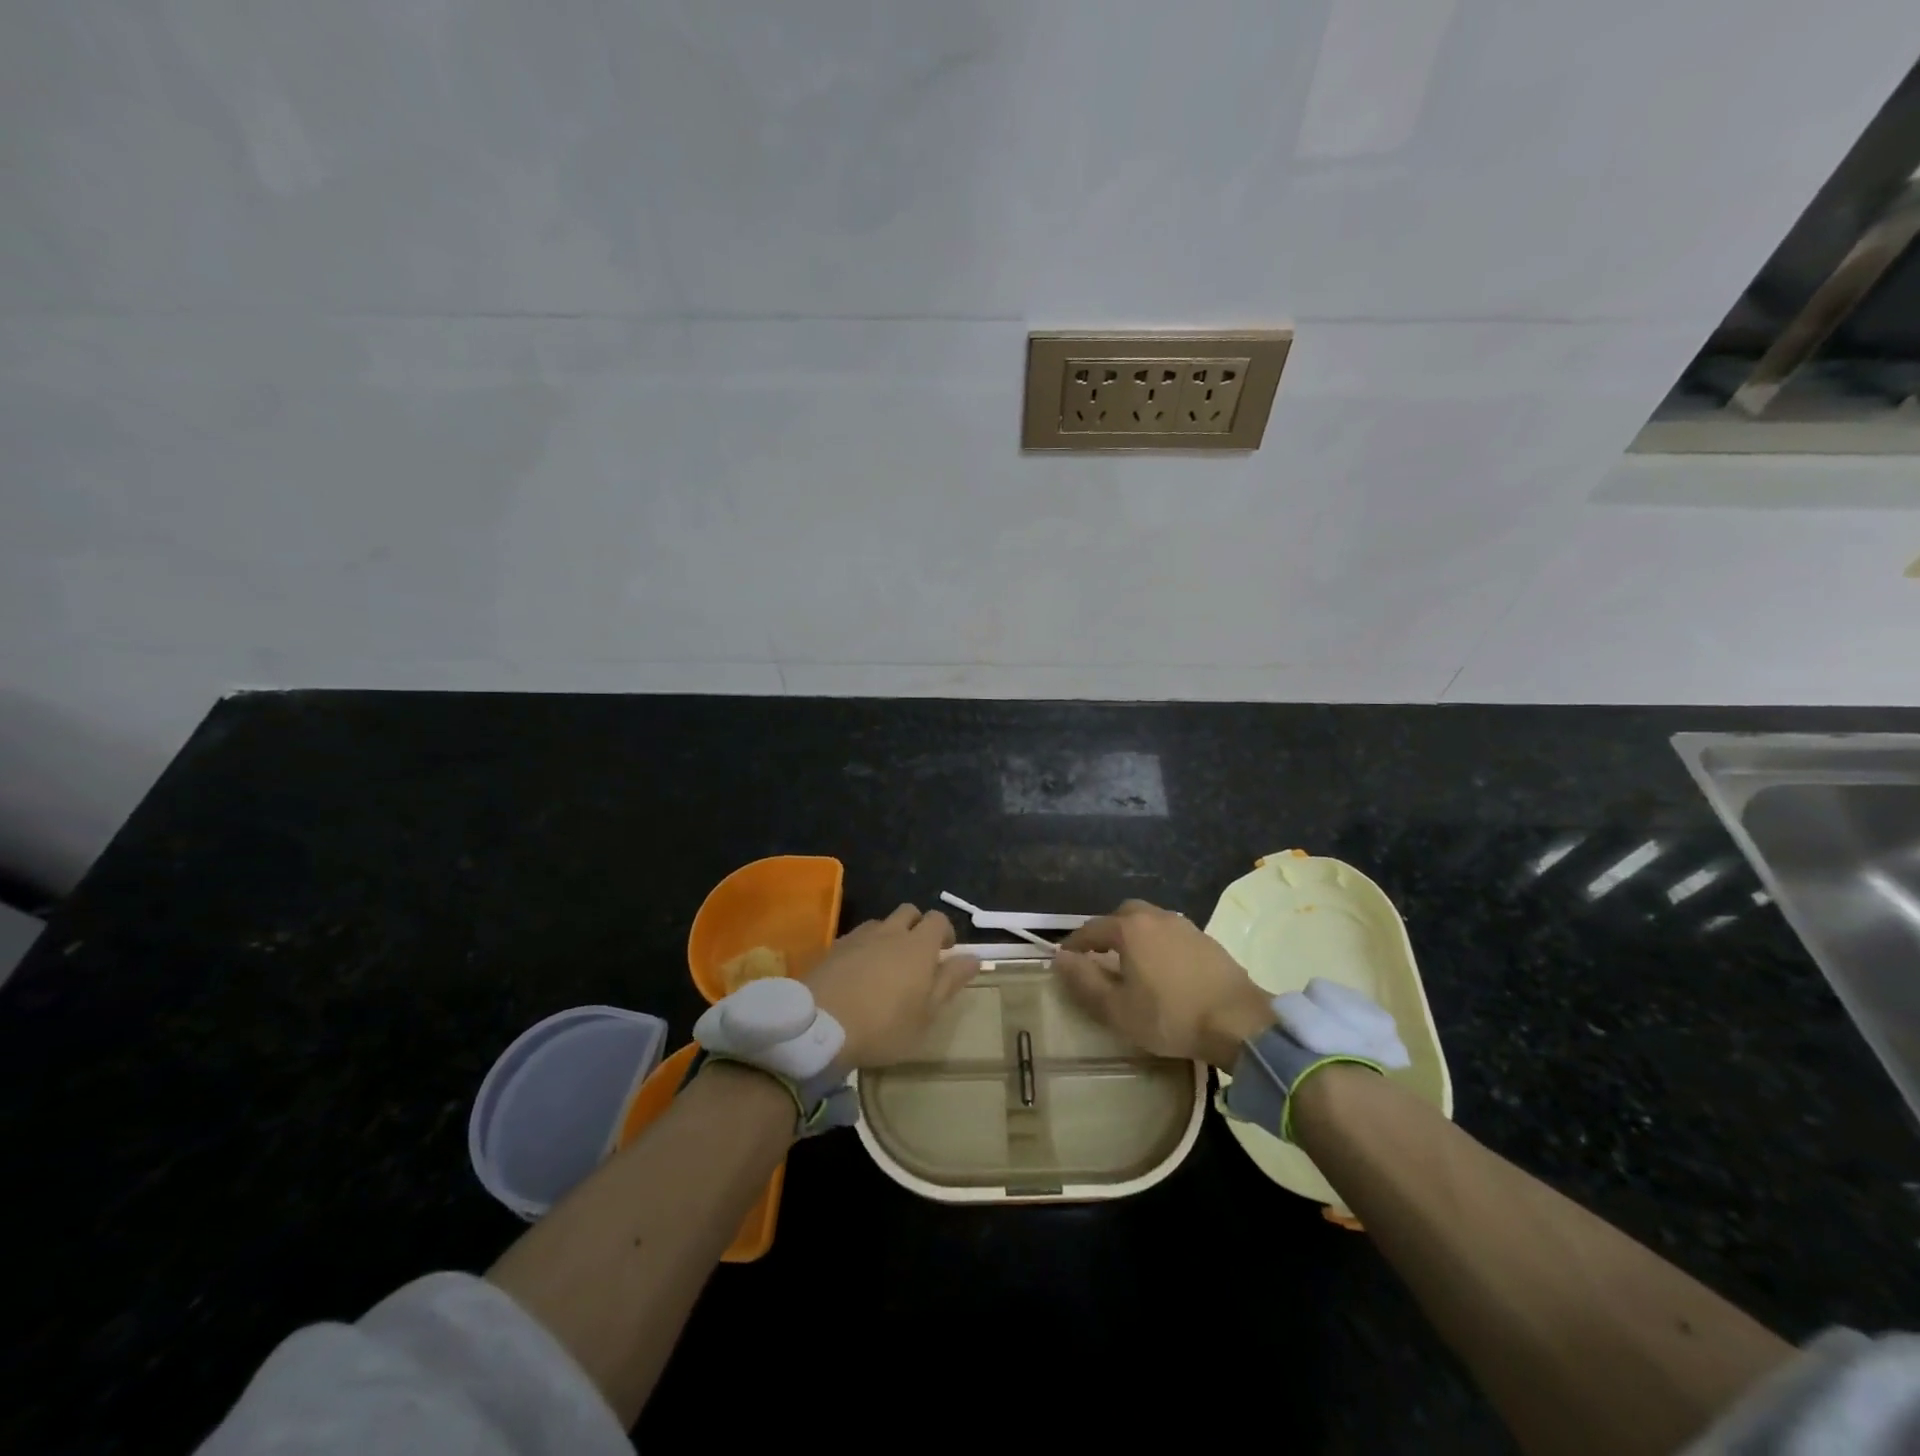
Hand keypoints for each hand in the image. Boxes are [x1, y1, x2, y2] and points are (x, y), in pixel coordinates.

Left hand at [805, 904, 981, 1069]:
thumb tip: (973, 957)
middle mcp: (890, 932)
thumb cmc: (883, 1025)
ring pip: (881, 923)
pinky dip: (864, 948)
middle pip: (909, 911)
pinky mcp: (833, 948)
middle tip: (918, 956)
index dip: (946, 932)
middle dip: (917, 926)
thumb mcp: (926, 1014)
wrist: (820, 1026)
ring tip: (887, 965)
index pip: (938, 919)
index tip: (946, 953)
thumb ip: (950, 981)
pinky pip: (857, 938)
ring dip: (889, 936)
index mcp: (918, 945)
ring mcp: (859, 937)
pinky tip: (859, 973)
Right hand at [1053, 899, 1274, 1066]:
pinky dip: (1158, 945)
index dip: (1074, 944)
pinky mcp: (1207, 940)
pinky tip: (1163, 970)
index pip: (1091, 929)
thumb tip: (1060, 959)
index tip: (1064, 960)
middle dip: (1106, 933)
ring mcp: (1185, 926)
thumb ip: (1085, 982)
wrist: (1239, 1022)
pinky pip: (1171, 934)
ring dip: (1135, 937)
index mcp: (1130, 929)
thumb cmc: (1170, 1016)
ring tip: (1131, 964)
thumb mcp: (1117, 1009)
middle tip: (1099, 958)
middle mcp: (1156, 917)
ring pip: (1149, 922)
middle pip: (1122, 916)